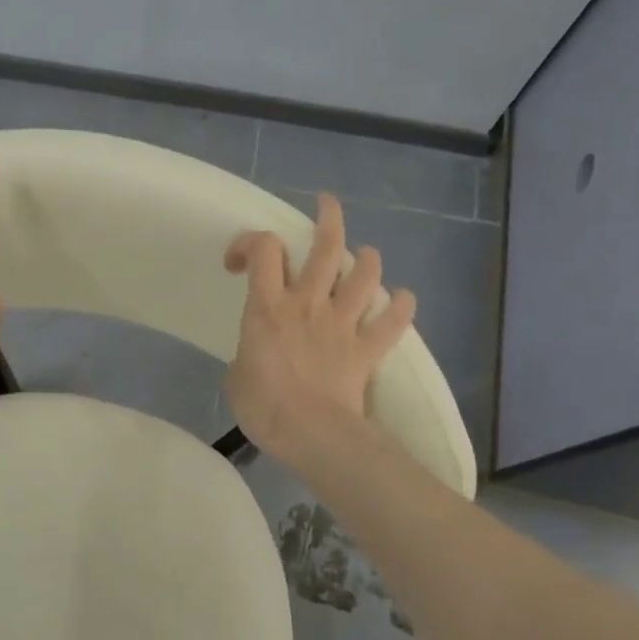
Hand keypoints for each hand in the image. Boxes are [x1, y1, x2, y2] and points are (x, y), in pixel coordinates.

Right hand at [223, 192, 415, 465]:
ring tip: (365, 255)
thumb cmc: (264, 406)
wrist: (312, 435)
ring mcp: (342, 323)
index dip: (249, 242)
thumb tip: (256, 357)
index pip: (262, 249)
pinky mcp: (366, 349)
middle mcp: (308, 303)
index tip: (239, 261)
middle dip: (329, 218)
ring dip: (367, 259)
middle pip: (325, 247)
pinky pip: (392, 322)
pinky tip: (402, 299)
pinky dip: (401, 307)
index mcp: (268, 306)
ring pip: (364, 275)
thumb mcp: (236, 376)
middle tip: (327, 204)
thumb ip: (247, 354)